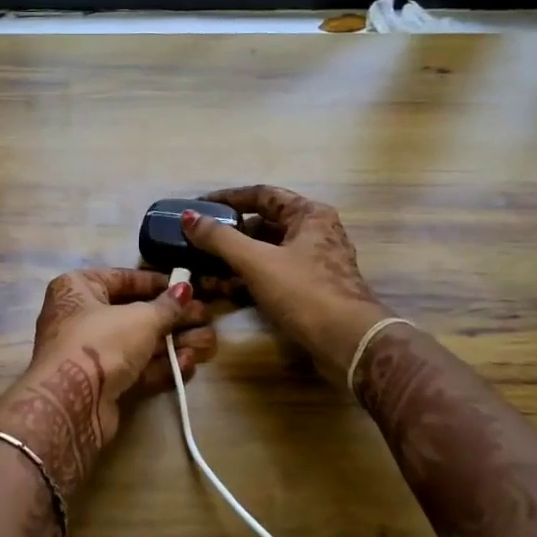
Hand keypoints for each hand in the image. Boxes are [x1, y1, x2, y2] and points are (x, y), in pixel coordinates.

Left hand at [0, 268, 214, 503]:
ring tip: (210, 342)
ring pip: (138, 344)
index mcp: (77, 288)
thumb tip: (185, 289)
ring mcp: (89, 354)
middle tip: (206, 318)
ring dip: (174, 344)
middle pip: (134, 314)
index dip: (157, 283)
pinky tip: (190, 364)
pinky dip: (161, 367)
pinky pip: (135, 369)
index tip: (187, 287)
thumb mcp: (140, 318)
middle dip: (172, 318)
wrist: (71, 402)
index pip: (122, 279)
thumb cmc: (101, 342)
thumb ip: (166, 305)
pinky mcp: (100, 385)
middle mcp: (79, 317)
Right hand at [182, 185, 390, 382]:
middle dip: (228, 234)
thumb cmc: (304, 292)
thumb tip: (189, 217)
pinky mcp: (310, 290)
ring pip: (265, 252)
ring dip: (234, 260)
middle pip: (262, 224)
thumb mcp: (256, 261)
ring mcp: (314, 263)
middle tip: (196, 241)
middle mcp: (314, 233)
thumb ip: (220, 238)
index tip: (199, 205)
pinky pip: (272, 275)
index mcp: (309, 215)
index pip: (262, 194)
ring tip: (202, 268)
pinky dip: (248, 279)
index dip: (228, 198)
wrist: (348, 342)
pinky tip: (222, 289)